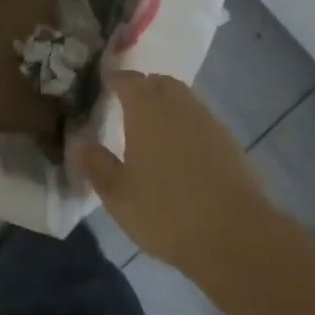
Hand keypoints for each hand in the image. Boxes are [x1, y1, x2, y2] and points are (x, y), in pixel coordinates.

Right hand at [73, 70, 274, 279]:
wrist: (235, 235)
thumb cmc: (166, 212)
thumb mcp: (118, 195)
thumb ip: (96, 165)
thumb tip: (79, 143)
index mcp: (147, 110)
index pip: (128, 80)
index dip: (114, 79)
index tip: (104, 85)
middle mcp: (178, 105)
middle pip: (159, 82)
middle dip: (142, 87)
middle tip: (127, 104)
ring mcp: (207, 120)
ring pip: (182, 98)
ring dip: (166, 104)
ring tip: (152, 127)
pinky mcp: (228, 141)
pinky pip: (200, 119)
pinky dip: (185, 123)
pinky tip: (180, 150)